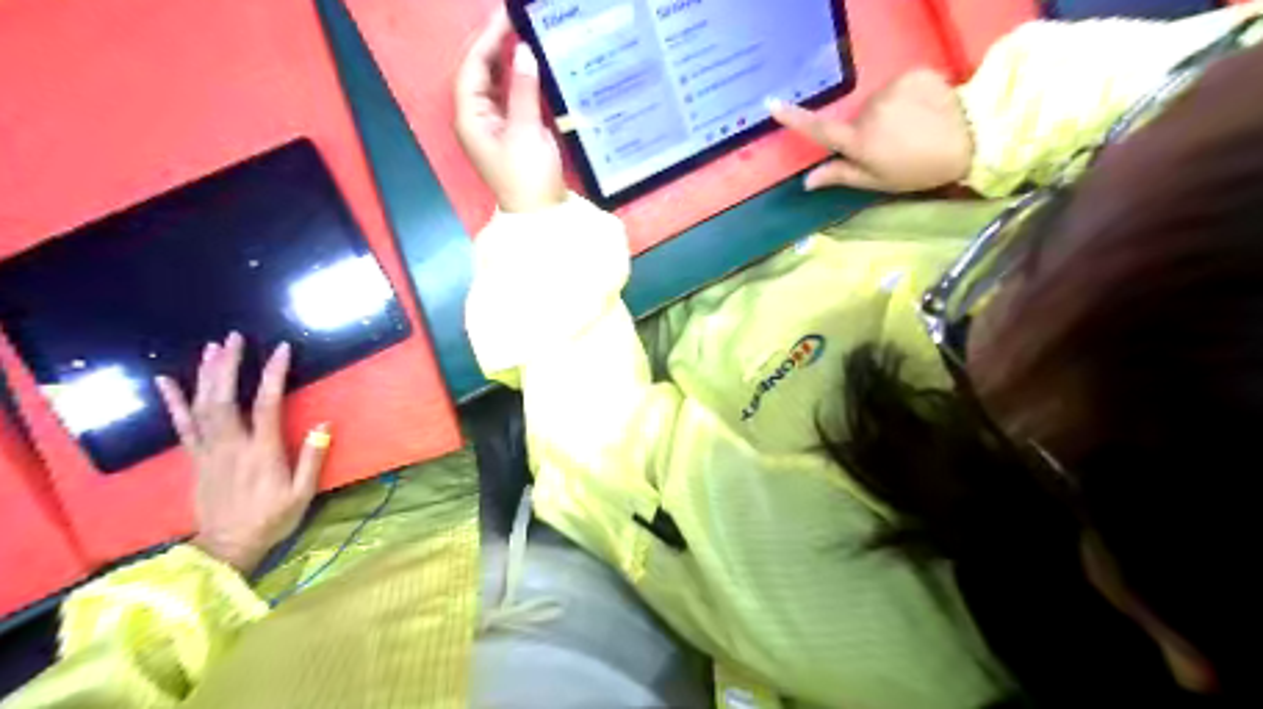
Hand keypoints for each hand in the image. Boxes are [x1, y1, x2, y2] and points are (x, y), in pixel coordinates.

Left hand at [156, 333, 328, 576]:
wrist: (228, 546)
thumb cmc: (272, 519)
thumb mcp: (302, 493)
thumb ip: (312, 458)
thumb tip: (324, 425)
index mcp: (262, 452)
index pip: (267, 404)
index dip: (273, 375)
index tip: (281, 349)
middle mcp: (231, 445)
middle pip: (225, 398)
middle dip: (229, 366)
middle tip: (234, 338)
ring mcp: (209, 451)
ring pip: (202, 406)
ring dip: (206, 374)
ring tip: (212, 348)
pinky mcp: (195, 458)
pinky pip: (182, 426)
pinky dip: (173, 401)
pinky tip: (166, 381)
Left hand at [454, 8, 566, 212]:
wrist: (541, 216)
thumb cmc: (528, 177)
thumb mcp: (526, 131)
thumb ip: (523, 89)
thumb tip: (524, 50)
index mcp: (470, 117)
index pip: (473, 68)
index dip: (488, 40)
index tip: (508, 17)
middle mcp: (478, 119)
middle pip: (482, 74)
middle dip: (497, 47)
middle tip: (520, 23)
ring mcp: (495, 128)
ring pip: (497, 86)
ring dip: (510, 63)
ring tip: (528, 38)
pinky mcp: (513, 135)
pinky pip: (512, 100)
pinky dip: (522, 83)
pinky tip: (535, 71)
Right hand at [763, 67, 969, 190]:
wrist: (973, 138)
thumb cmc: (919, 170)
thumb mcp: (878, 181)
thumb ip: (841, 176)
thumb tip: (806, 181)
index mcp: (860, 142)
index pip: (820, 130)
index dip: (794, 118)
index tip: (771, 104)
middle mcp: (870, 112)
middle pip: (856, 118)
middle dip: (866, 129)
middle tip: (892, 145)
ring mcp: (892, 90)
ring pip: (878, 102)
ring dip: (887, 113)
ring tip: (912, 127)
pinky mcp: (913, 74)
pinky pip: (898, 86)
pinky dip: (907, 96)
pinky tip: (925, 109)